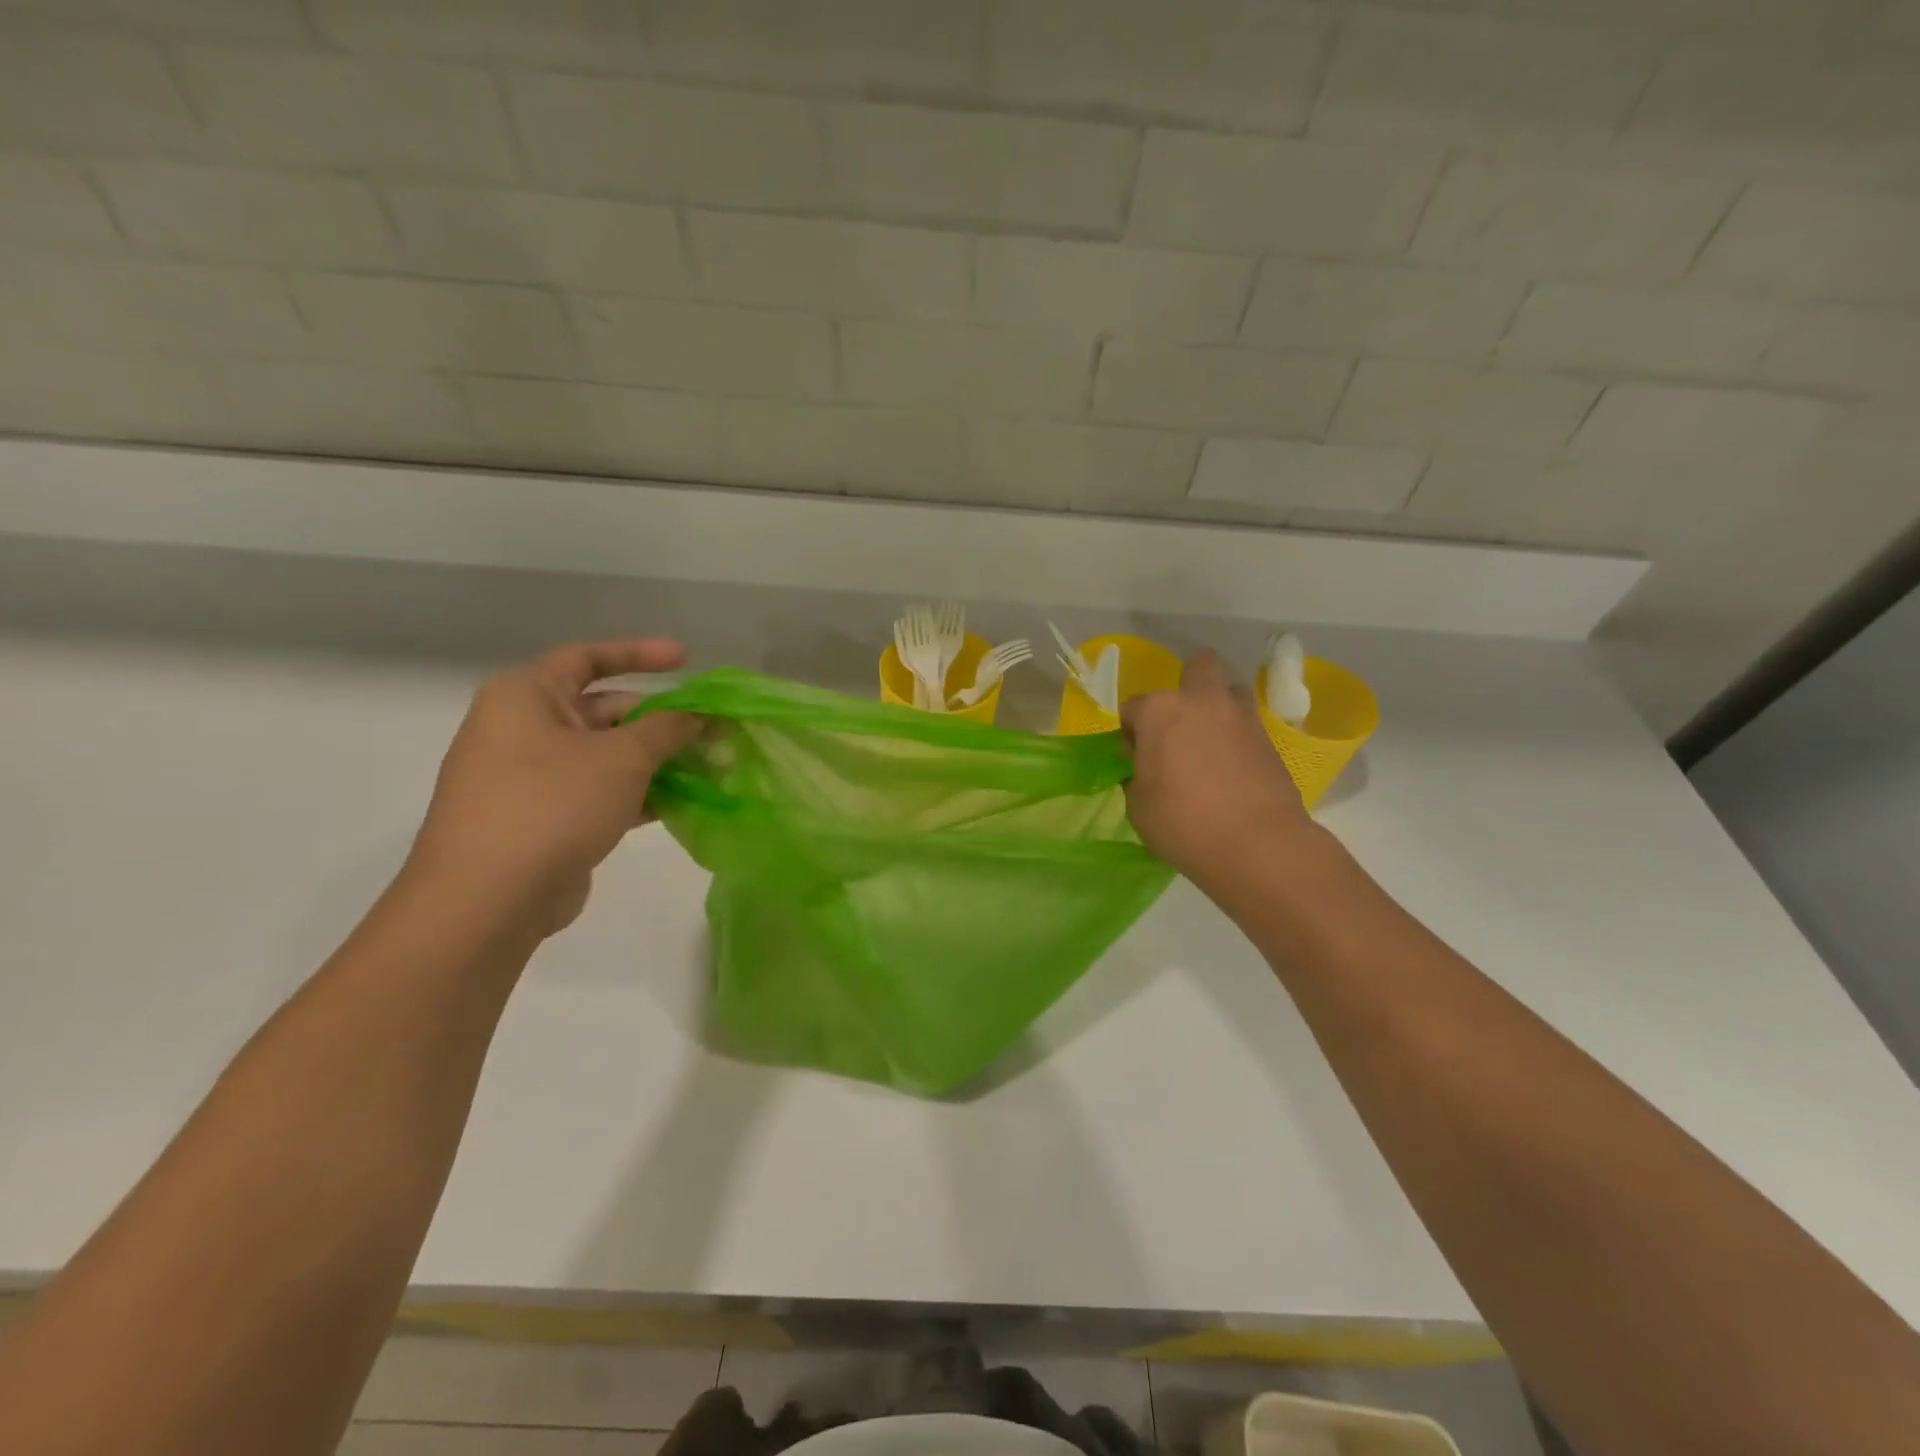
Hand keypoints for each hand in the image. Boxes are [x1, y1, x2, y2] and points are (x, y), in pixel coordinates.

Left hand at [406, 638, 703, 936]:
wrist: (488, 899)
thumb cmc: (552, 803)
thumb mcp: (622, 757)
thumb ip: (668, 728)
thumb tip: (700, 713)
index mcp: (526, 697)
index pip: (588, 658)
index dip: (639, 654)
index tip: (686, 659)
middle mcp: (523, 729)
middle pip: (604, 710)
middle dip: (660, 720)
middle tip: (711, 729)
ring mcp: (531, 777)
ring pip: (606, 756)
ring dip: (657, 761)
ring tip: (710, 767)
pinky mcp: (545, 819)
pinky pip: (600, 792)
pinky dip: (639, 793)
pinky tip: (683, 803)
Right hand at [1121, 649, 1314, 884]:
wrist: (1257, 844)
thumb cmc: (1182, 822)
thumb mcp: (1138, 806)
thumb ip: (1137, 776)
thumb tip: (1145, 768)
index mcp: (1160, 711)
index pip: (1133, 707)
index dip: (1130, 732)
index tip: (1134, 758)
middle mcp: (1202, 701)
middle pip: (1198, 667)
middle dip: (1186, 686)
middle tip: (1178, 725)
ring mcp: (1241, 717)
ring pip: (1229, 691)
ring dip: (1217, 707)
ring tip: (1208, 743)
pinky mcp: (1269, 740)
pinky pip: (1246, 726)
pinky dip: (1236, 738)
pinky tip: (1229, 769)